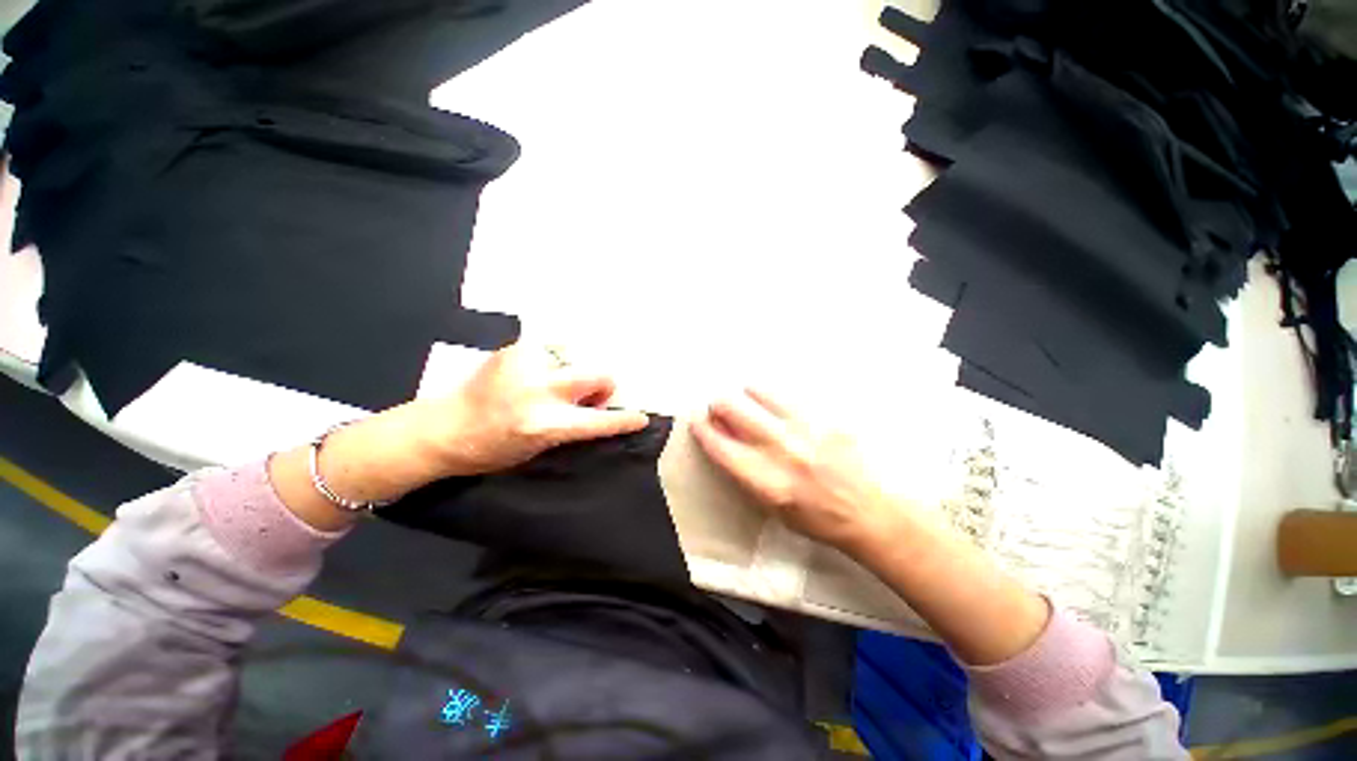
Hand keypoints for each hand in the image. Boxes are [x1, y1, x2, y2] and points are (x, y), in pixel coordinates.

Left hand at [421, 343, 650, 476]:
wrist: (442, 428)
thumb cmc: (491, 449)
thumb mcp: (538, 447)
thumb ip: (571, 426)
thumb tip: (597, 407)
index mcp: (544, 424)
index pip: (598, 421)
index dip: (624, 420)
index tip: (641, 418)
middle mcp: (540, 391)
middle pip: (598, 374)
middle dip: (601, 385)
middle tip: (588, 396)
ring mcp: (527, 365)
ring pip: (577, 359)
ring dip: (574, 373)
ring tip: (550, 385)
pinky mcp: (515, 349)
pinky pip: (553, 351)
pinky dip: (553, 363)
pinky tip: (533, 375)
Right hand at [690, 388, 906, 552]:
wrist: (870, 512)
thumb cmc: (816, 519)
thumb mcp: (772, 508)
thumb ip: (745, 474)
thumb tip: (725, 441)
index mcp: (765, 480)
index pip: (720, 445)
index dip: (703, 430)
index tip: (697, 421)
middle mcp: (781, 449)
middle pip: (733, 409)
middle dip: (719, 405)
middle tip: (721, 408)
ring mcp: (805, 429)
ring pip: (758, 392)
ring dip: (747, 396)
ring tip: (750, 401)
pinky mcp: (825, 417)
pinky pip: (789, 396)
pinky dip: (776, 399)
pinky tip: (780, 407)